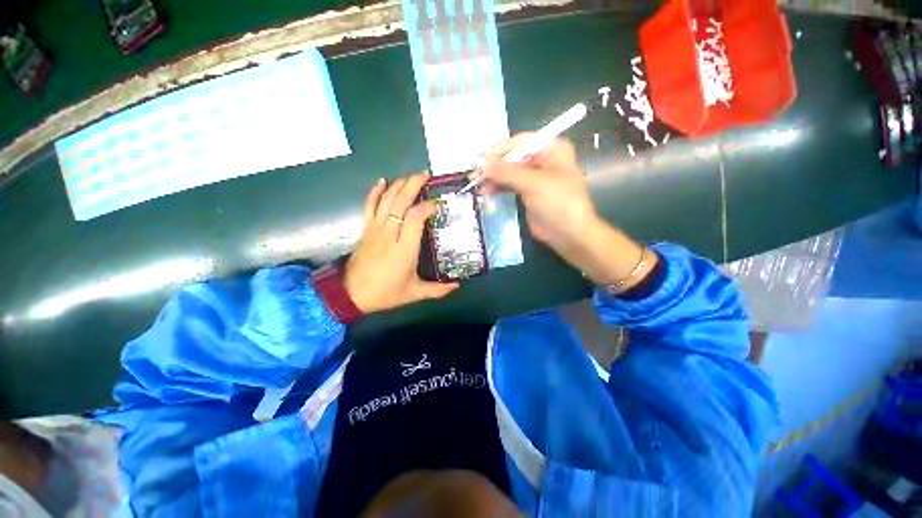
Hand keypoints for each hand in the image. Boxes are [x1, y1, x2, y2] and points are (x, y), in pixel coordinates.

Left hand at [344, 172, 458, 313]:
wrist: (351, 295)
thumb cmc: (385, 293)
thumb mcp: (414, 293)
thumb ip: (438, 290)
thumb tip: (457, 286)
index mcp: (404, 249)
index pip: (415, 217)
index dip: (427, 207)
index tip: (438, 204)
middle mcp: (389, 234)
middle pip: (400, 202)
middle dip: (413, 185)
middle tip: (426, 175)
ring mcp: (375, 229)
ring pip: (386, 200)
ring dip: (399, 185)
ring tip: (412, 176)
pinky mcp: (366, 229)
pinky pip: (369, 206)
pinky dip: (375, 192)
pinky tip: (382, 181)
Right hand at [481, 134, 597, 253]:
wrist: (569, 234)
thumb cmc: (558, 203)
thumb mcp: (533, 184)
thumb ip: (506, 172)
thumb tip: (482, 163)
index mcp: (552, 149)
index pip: (521, 142)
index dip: (500, 150)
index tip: (481, 160)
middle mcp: (543, 160)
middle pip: (513, 157)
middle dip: (495, 166)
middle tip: (475, 174)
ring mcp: (535, 177)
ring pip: (510, 172)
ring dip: (494, 178)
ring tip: (478, 185)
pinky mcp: (529, 193)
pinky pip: (511, 185)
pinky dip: (499, 187)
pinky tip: (487, 192)